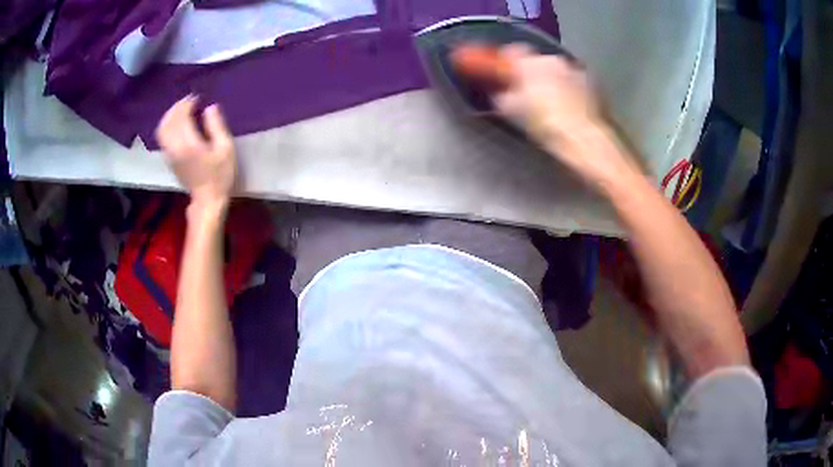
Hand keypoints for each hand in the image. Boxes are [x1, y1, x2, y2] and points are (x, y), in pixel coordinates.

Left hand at [156, 96, 236, 209]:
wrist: (207, 201)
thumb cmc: (220, 175)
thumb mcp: (226, 148)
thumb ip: (216, 126)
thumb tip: (210, 107)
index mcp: (189, 144)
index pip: (181, 117)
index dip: (187, 104)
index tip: (197, 98)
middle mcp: (175, 148)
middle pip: (168, 122)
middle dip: (177, 108)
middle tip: (188, 101)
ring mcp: (170, 156)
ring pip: (162, 130)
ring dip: (170, 117)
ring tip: (181, 111)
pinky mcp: (169, 161)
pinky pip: (163, 139)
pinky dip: (167, 127)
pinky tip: (176, 125)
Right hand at [452, 44, 635, 189]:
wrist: (587, 141)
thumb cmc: (546, 126)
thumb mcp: (513, 112)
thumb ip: (503, 96)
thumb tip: (501, 92)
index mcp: (530, 63)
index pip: (510, 52)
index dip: (502, 60)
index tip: (496, 69)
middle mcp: (553, 60)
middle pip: (534, 60)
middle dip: (527, 71)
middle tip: (523, 90)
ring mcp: (575, 70)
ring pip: (555, 70)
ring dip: (548, 79)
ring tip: (548, 101)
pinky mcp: (593, 84)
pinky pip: (573, 80)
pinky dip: (567, 88)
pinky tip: (567, 106)